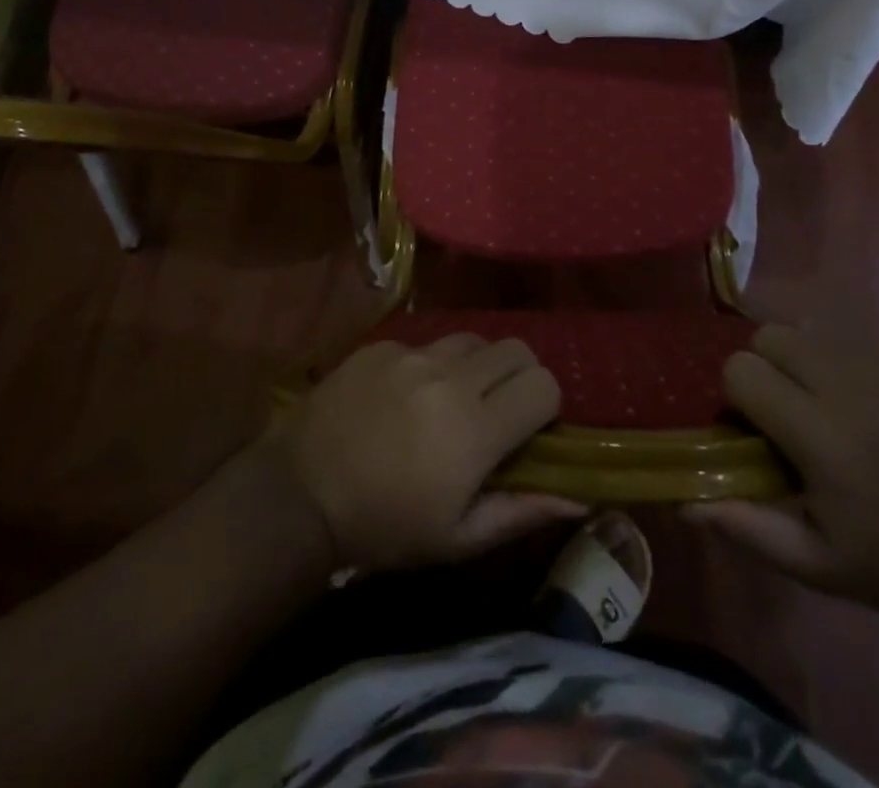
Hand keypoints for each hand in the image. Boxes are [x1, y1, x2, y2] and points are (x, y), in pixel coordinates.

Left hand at [280, 334, 583, 572]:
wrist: (300, 493)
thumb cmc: (384, 527)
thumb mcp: (456, 538)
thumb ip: (520, 511)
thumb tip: (578, 494)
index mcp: (474, 427)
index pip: (544, 385)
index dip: (545, 406)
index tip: (527, 431)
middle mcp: (449, 376)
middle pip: (516, 349)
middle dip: (519, 376)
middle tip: (498, 410)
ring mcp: (411, 353)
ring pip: (473, 339)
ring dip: (477, 366)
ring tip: (453, 399)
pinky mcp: (381, 344)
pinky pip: (426, 341)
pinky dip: (431, 365)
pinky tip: (406, 397)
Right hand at [688, 323, 878, 625]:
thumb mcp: (818, 567)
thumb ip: (747, 528)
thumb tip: (683, 503)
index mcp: (820, 434)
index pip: (741, 370)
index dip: (735, 398)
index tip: (752, 433)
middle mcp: (847, 385)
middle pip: (769, 336)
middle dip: (761, 368)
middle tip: (781, 414)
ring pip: (806, 327)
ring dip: (795, 357)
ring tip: (815, 403)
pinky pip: (848, 336)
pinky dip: (832, 356)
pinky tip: (853, 400)